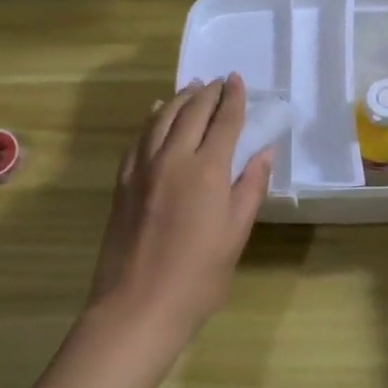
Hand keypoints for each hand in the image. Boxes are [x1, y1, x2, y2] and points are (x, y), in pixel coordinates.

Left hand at [88, 74, 272, 342]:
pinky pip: (139, 137)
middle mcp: (173, 158)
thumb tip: (263, 152)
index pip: (224, 121)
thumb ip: (250, 189)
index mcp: (207, 170)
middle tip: (219, 81)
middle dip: (208, 93)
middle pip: (191, 112)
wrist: (136, 306)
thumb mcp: (235, 235)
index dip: (233, 99)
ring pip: (161, 118)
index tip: (238, 80)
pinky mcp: (123, 181)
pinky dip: (152, 118)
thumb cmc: (197, 277)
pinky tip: (156, 113)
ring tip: (192, 88)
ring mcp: (143, 167)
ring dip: (180, 98)